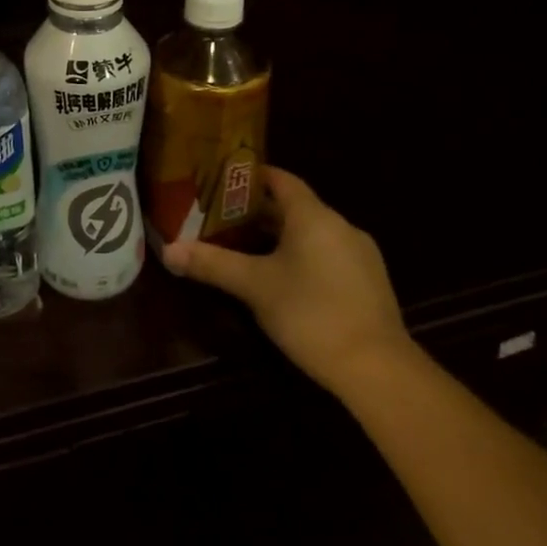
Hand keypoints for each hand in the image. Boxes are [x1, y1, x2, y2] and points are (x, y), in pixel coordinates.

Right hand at [160, 166, 412, 395]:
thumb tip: (168, 251)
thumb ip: (212, 264)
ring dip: (281, 235)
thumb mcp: (254, 286)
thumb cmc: (311, 313)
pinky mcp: (369, 283)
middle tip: (222, 216)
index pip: (281, 180)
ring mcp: (360, 255)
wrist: (378, 369)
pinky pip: (329, 254)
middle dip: (259, 210)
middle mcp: (341, 226)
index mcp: (314, 216)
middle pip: (295, 206)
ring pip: (312, 233)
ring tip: (246, 246)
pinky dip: (303, 255)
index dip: (253, 176)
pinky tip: (284, 279)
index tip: (223, 179)